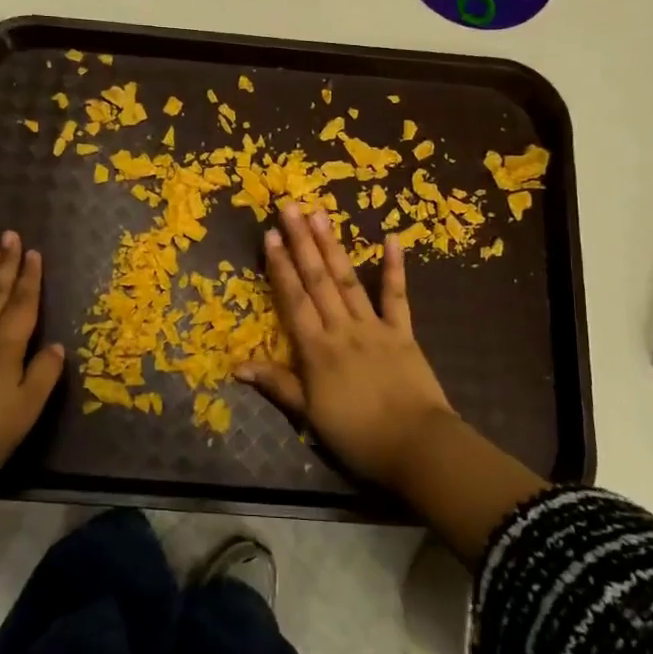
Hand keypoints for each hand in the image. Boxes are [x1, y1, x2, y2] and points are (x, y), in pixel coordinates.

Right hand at [237, 201, 460, 492]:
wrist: (417, 447)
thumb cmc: (357, 435)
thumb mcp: (309, 415)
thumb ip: (276, 384)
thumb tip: (235, 365)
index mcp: (317, 349)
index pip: (294, 299)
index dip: (280, 266)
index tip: (270, 235)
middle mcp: (343, 329)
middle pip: (318, 280)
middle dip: (302, 242)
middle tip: (290, 206)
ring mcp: (375, 327)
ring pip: (348, 280)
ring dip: (333, 246)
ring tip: (320, 214)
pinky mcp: (403, 333)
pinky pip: (397, 297)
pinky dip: (394, 268)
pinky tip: (391, 239)